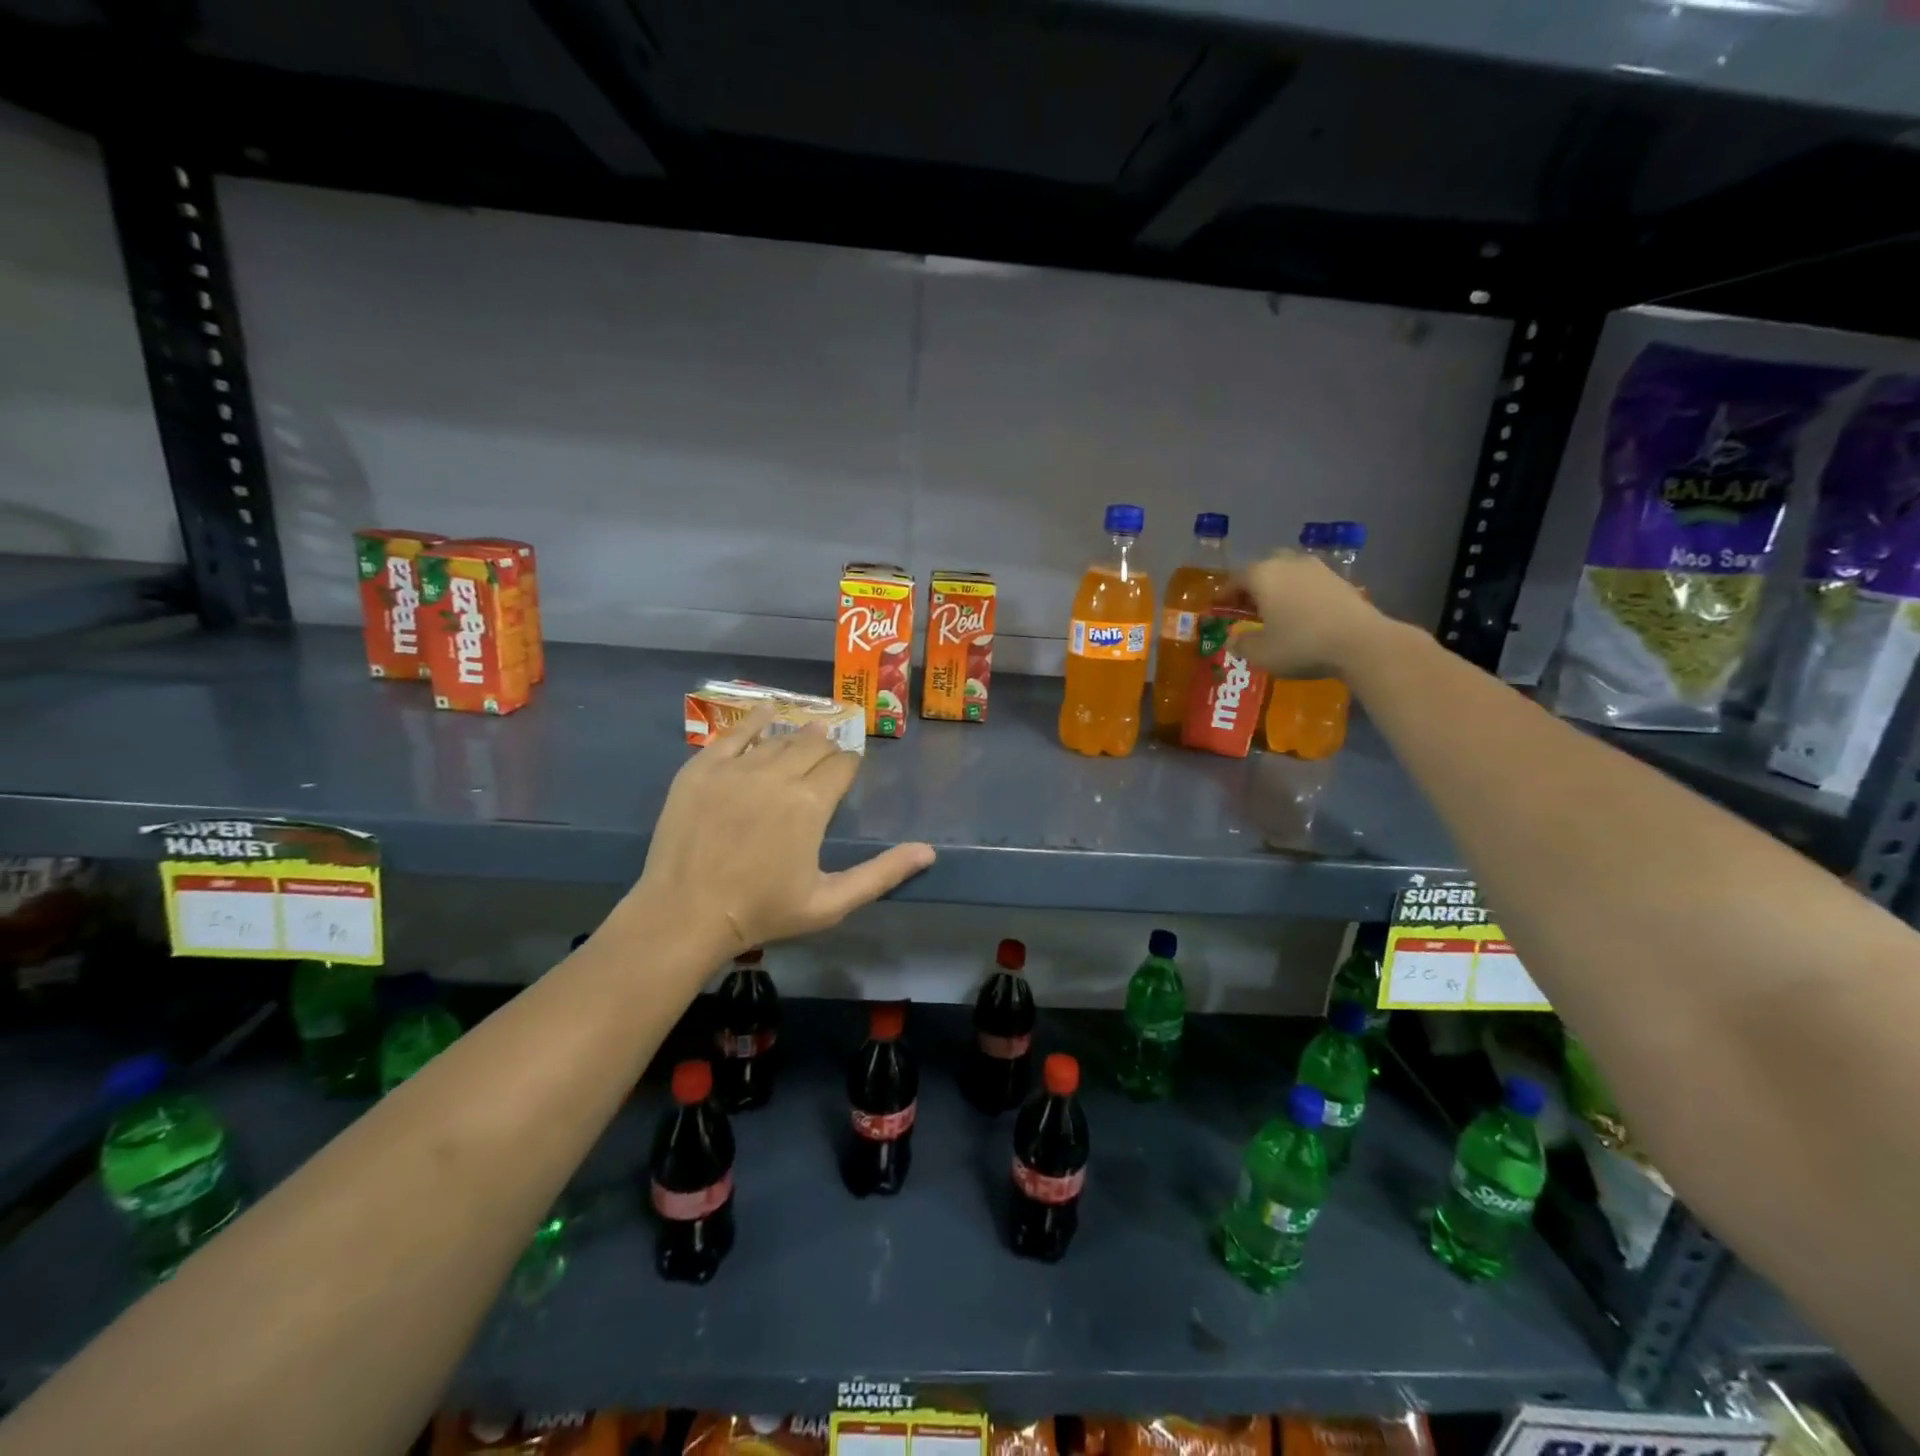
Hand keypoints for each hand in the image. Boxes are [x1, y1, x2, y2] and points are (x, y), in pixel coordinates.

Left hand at [626, 706, 935, 957]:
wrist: (684, 916)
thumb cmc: (763, 912)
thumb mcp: (830, 902)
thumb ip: (881, 874)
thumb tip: (929, 852)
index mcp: (811, 804)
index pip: (842, 764)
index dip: (849, 766)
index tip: (847, 775)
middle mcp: (777, 774)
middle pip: (813, 744)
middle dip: (826, 749)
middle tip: (824, 763)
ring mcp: (736, 768)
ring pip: (778, 738)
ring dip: (795, 739)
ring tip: (801, 742)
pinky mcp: (702, 768)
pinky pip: (735, 732)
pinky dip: (755, 720)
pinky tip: (767, 712)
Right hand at [1233, 550, 1387, 678]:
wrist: (1361, 642)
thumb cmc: (1300, 644)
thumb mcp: (1261, 653)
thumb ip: (1240, 644)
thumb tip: (1231, 639)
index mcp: (1262, 575)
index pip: (1235, 579)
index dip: (1224, 595)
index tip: (1219, 608)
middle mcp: (1288, 563)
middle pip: (1263, 569)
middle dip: (1253, 587)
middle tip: (1248, 608)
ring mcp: (1317, 569)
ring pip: (1288, 573)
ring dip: (1278, 588)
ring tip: (1276, 611)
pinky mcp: (1340, 580)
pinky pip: (1309, 583)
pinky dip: (1300, 594)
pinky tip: (1302, 615)